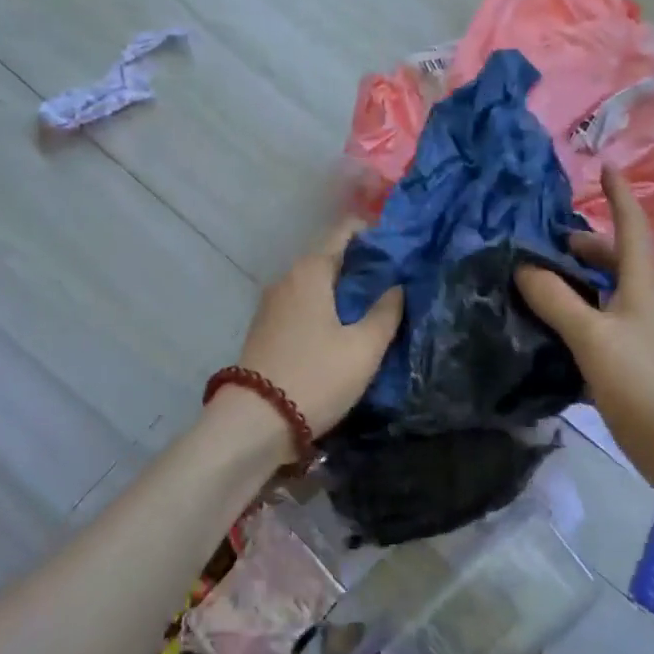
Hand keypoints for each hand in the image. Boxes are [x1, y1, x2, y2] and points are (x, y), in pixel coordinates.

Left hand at [210, 219, 402, 453]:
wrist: (254, 422)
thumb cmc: (316, 377)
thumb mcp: (364, 348)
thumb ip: (386, 312)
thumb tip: (397, 286)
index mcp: (311, 270)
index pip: (343, 231)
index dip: (372, 233)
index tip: (399, 247)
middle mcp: (287, 277)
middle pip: (330, 257)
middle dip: (362, 265)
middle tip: (396, 282)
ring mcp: (271, 303)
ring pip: (316, 283)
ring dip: (343, 289)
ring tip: (374, 306)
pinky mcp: (266, 328)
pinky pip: (303, 304)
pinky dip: (325, 307)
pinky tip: (343, 328)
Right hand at [515, 167, 653, 518]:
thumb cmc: (646, 383)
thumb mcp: (594, 337)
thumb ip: (557, 300)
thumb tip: (523, 266)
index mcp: (642, 284)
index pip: (631, 225)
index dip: (619, 195)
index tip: (605, 165)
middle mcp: (643, 301)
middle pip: (614, 258)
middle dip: (583, 243)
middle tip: (542, 240)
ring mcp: (638, 333)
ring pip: (604, 292)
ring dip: (575, 280)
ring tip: (535, 279)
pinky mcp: (631, 363)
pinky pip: (597, 324)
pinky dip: (574, 315)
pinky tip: (546, 326)